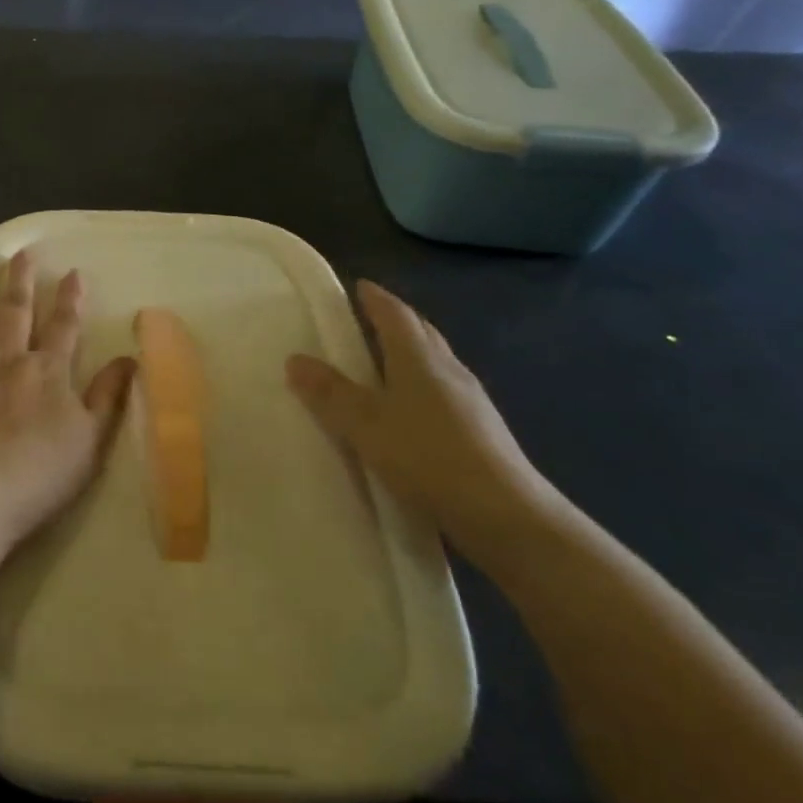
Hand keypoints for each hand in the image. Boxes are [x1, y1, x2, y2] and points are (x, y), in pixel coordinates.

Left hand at [0, 251, 133, 586]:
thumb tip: (130, 359)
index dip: (70, 300)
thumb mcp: (89, 442)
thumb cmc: (35, 475)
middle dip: (20, 281)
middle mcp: (7, 358)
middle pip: (15, 311)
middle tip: (21, 252)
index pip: (64, 326)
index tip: (72, 272)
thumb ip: (107, 398)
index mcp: (47, 371)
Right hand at [286, 280, 566, 569]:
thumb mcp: (366, 426)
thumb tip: (295, 359)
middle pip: (422, 333)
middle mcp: (449, 369)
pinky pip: (445, 391)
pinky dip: (423, 385)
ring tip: (385, 362)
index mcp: (419, 358)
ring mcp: (471, 400)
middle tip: (369, 318)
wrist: (507, 516)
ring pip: (436, 362)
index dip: (376, 298)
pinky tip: (412, 410)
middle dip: (396, 321)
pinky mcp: (482, 430)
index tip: (359, 286)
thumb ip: (330, 393)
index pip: (396, 314)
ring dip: (411, 353)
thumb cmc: (428, 457)